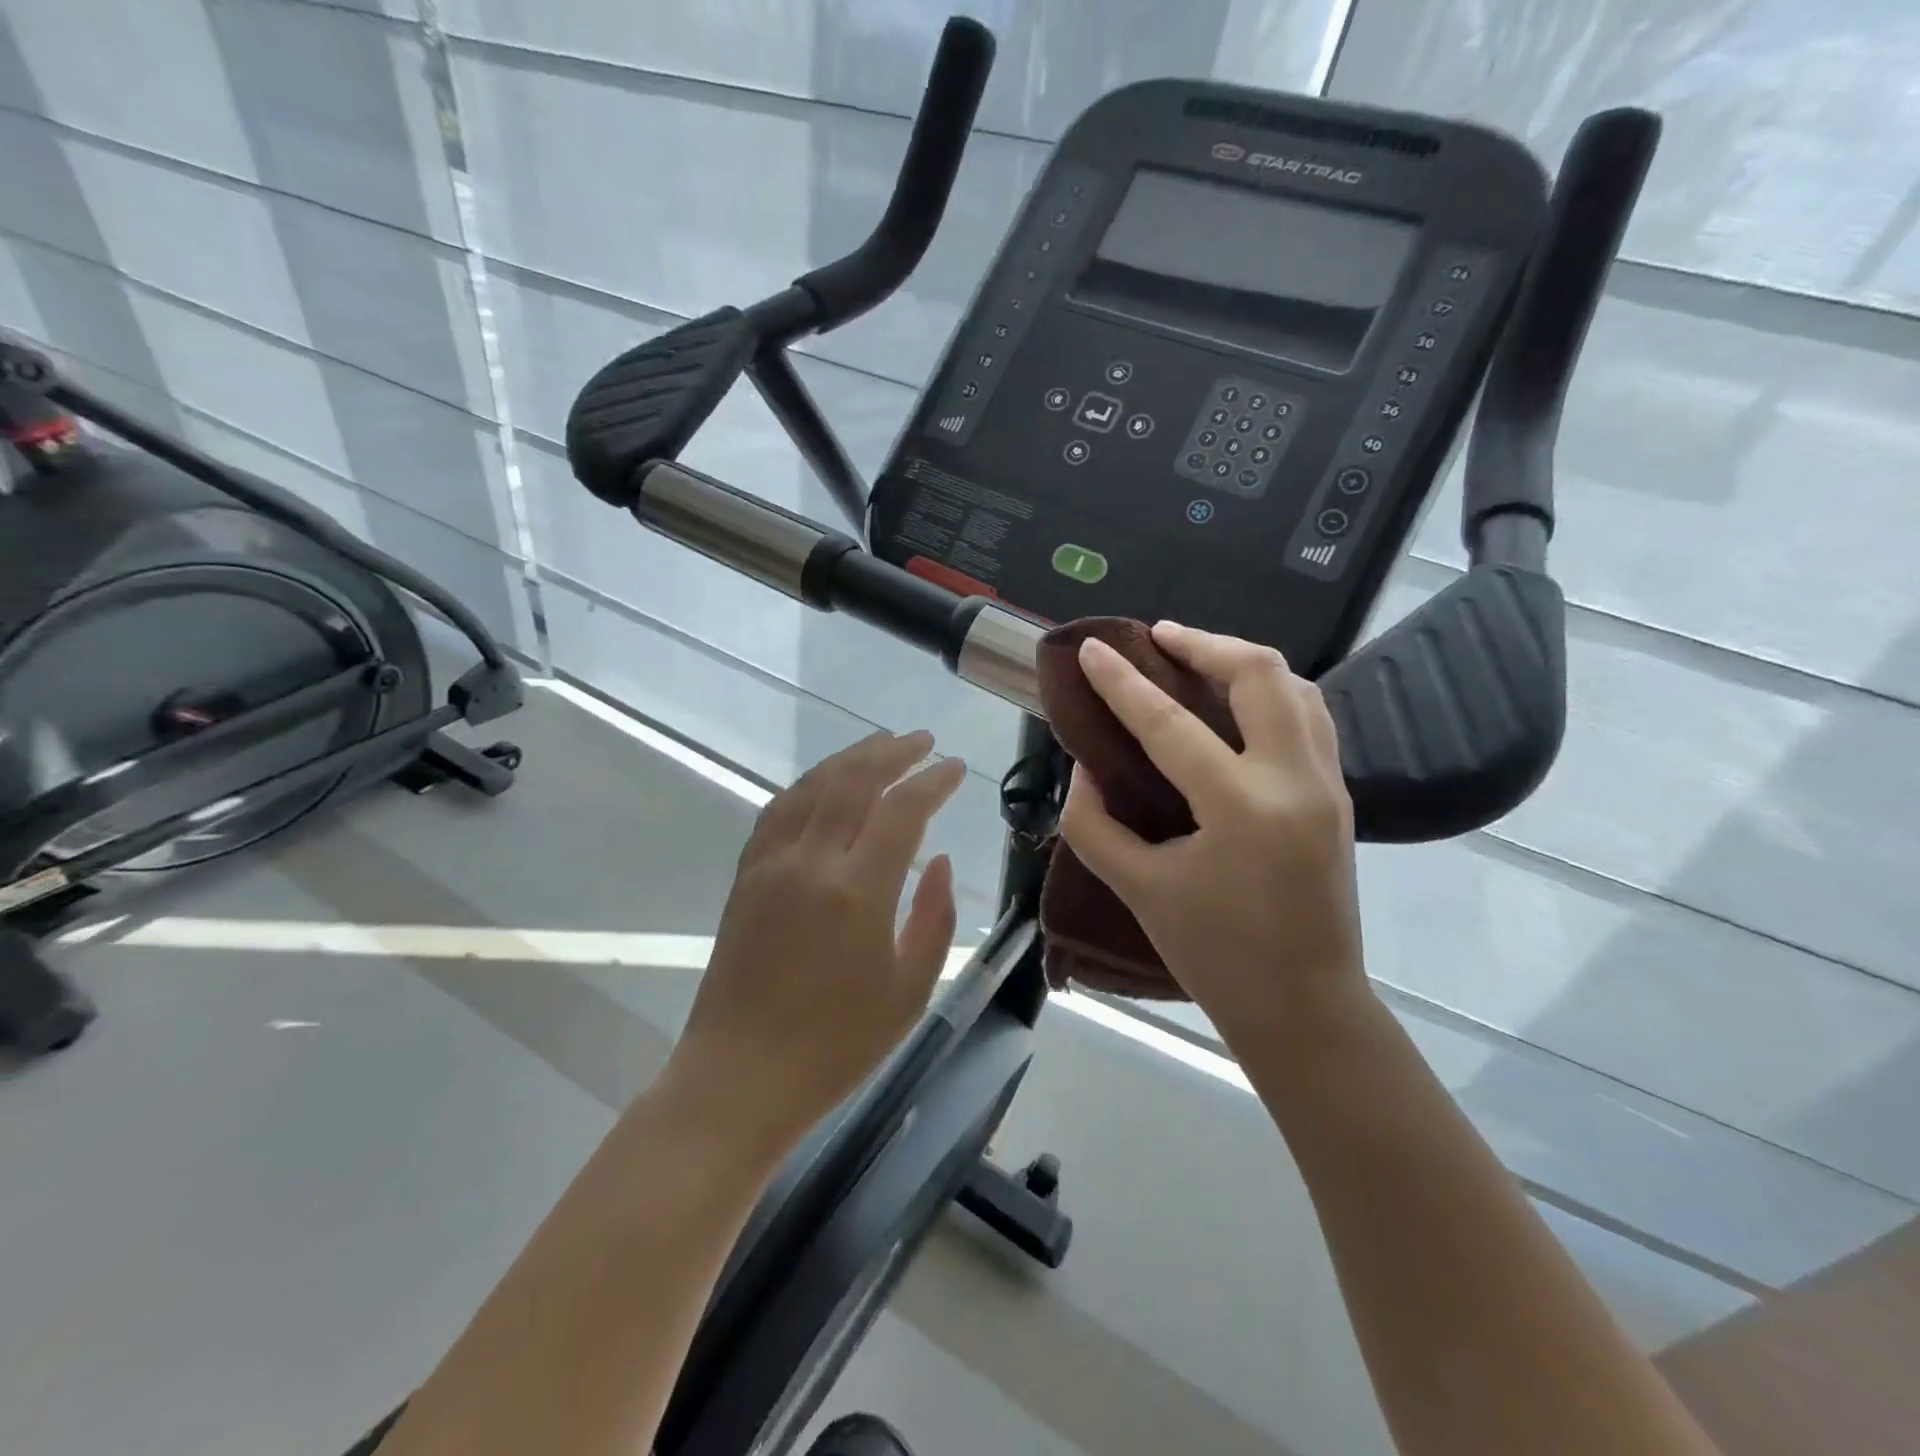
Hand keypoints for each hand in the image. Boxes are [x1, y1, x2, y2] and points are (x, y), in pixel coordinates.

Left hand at [663, 730, 965, 1156]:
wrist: (740, 1078)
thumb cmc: (836, 1047)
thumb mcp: (908, 993)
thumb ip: (933, 919)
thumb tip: (940, 861)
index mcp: (857, 892)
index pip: (902, 811)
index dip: (932, 782)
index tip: (955, 768)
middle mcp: (810, 863)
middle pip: (853, 781)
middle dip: (893, 753)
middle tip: (922, 741)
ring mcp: (770, 865)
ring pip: (812, 787)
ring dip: (849, 758)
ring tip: (880, 745)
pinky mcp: (746, 877)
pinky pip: (778, 811)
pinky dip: (808, 785)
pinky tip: (824, 783)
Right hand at [1059, 622, 1367, 1045]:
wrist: (1305, 1006)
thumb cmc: (1214, 955)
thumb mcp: (1137, 889)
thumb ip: (1094, 823)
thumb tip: (1084, 768)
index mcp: (1241, 808)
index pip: (1170, 725)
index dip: (1123, 683)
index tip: (1091, 650)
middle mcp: (1295, 781)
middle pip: (1259, 675)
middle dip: (1204, 643)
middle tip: (1157, 637)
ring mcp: (1328, 784)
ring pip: (1296, 686)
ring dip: (1242, 661)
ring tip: (1196, 657)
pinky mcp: (1338, 794)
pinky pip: (1310, 715)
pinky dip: (1270, 691)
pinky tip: (1236, 702)